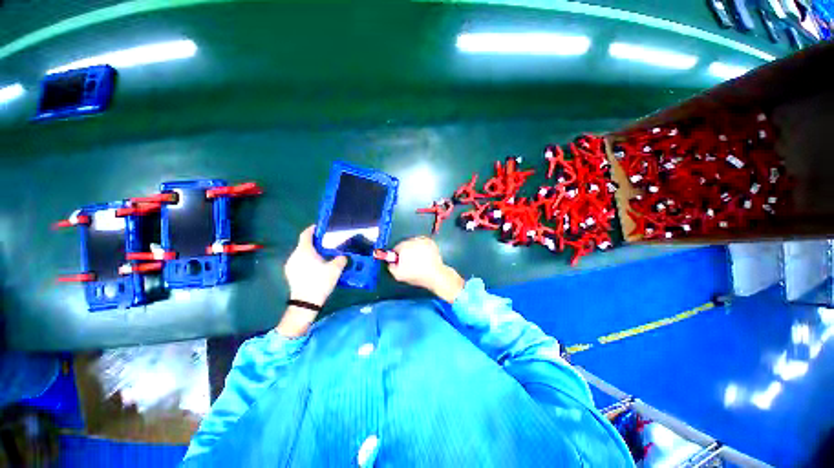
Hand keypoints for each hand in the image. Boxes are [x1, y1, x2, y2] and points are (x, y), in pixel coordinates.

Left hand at [284, 225, 347, 306]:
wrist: (306, 303)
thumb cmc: (320, 282)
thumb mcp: (335, 269)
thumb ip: (341, 259)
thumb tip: (343, 256)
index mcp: (304, 251)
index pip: (306, 234)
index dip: (312, 229)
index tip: (320, 227)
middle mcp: (294, 255)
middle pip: (304, 244)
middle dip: (315, 242)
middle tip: (327, 244)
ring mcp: (290, 265)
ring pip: (301, 254)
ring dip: (311, 252)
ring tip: (323, 256)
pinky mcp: (290, 274)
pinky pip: (299, 262)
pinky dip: (307, 260)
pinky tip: (316, 267)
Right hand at [387, 237, 464, 302]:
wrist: (435, 274)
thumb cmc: (416, 274)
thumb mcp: (398, 275)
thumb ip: (391, 266)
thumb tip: (391, 262)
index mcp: (404, 246)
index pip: (396, 248)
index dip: (397, 256)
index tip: (400, 263)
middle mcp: (413, 240)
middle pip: (405, 245)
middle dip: (406, 252)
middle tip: (409, 263)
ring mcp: (423, 240)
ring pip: (414, 244)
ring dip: (414, 249)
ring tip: (418, 260)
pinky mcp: (431, 242)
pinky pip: (423, 244)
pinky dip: (422, 248)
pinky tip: (424, 257)